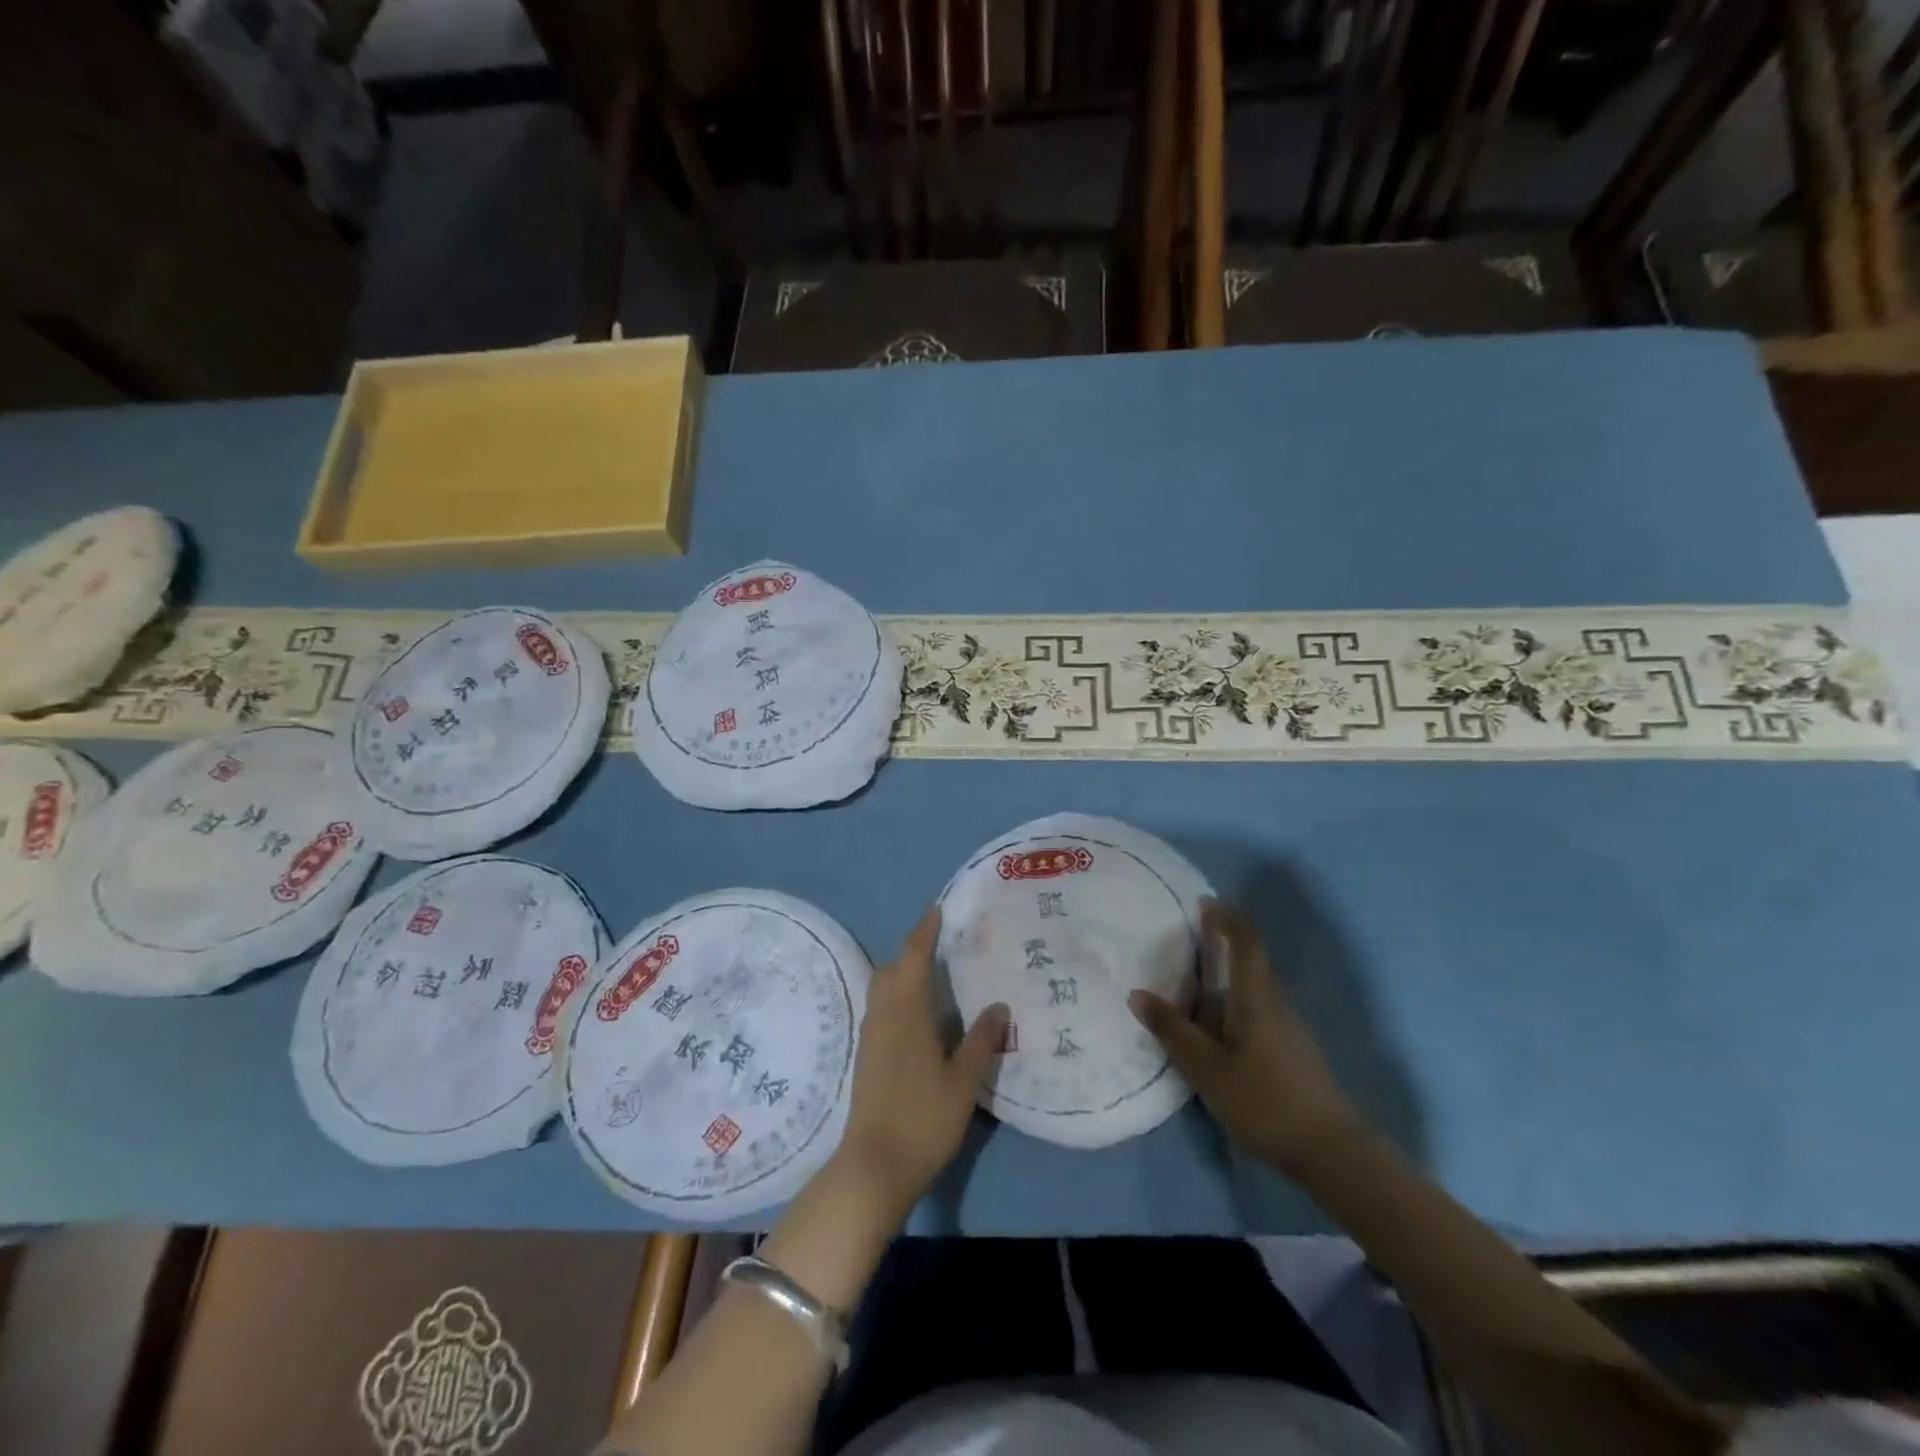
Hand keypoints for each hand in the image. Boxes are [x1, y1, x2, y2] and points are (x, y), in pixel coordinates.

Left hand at [834, 908, 1007, 1221]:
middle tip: (938, 939)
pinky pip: (880, 1006)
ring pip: (882, 987)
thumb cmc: (923, 1118)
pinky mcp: (867, 1055)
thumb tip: (999, 1005)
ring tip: (930, 970)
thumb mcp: (963, 1081)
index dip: (925, 932)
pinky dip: (896, 993)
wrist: (874, 1166)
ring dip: (901, 970)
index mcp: (907, 1012)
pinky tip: (916, 1011)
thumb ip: (982, 1041)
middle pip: (892, 967)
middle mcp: (884, 1015)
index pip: (914, 958)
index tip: (937, 911)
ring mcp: (871, 1036)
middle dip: (912, 948)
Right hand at [1129, 899, 1358, 1175]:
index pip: (1246, 942)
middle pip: (1251, 962)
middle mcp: (1275, 1004)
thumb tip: (1137, 994)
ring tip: (1192, 987)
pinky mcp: (1293, 1051)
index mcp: (1256, 998)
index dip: (1227, 918)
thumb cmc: (1263, 1100)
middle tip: (1188, 940)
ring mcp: (1289, 1028)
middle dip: (1223, 944)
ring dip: (1228, 977)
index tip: (1205, 902)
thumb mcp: (1206, 1067)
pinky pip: (1259, 1011)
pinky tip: (1216, 1030)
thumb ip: (1172, 1030)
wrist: (1330, 1152)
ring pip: (1255, 989)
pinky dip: (1235, 1004)